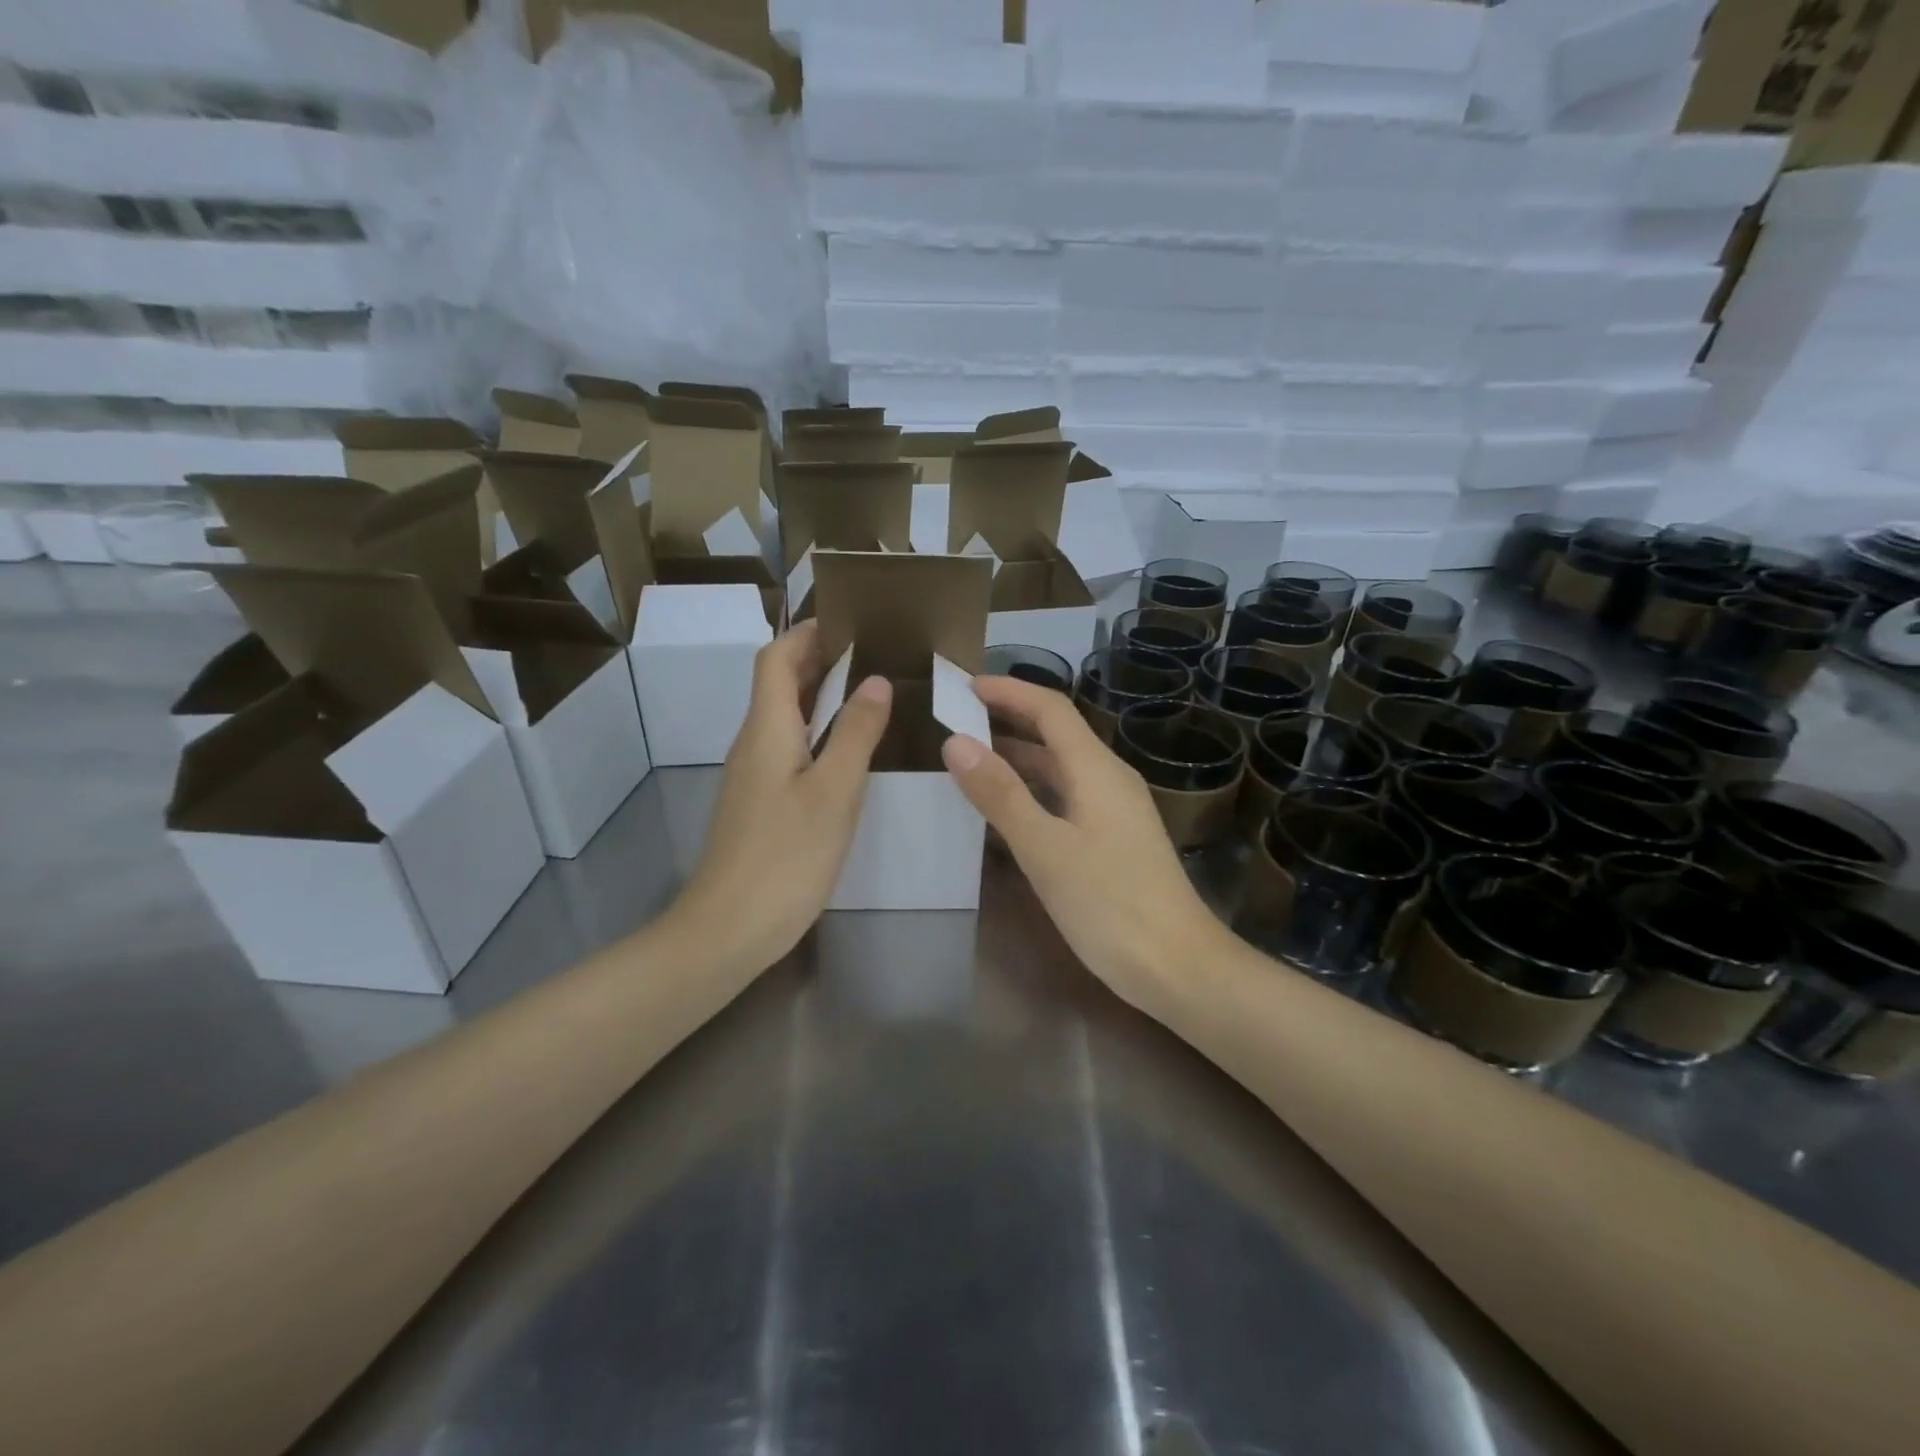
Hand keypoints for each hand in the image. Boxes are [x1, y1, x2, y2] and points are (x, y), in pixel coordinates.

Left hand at [670, 620, 892, 972]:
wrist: (729, 929)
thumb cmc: (785, 855)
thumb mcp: (834, 791)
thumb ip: (855, 733)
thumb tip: (875, 681)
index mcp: (767, 729)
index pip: (776, 658)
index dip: (807, 633)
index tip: (850, 621)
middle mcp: (753, 743)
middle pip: (779, 684)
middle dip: (820, 660)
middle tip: (874, 653)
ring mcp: (753, 775)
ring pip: (785, 718)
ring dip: (821, 697)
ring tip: (872, 693)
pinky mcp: (760, 804)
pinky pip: (789, 749)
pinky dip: (818, 734)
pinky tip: (850, 752)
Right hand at [941, 675, 1227, 1015]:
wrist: (1178, 967)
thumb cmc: (1110, 905)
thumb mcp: (1045, 849)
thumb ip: (1000, 795)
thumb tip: (956, 741)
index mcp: (1096, 770)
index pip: (1050, 709)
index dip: (1008, 691)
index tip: (963, 687)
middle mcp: (1109, 779)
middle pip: (1056, 734)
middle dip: (1008, 719)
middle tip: (956, 721)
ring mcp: (1114, 811)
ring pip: (1060, 768)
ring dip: (1018, 757)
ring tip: (969, 761)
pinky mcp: (1113, 839)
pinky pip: (1066, 797)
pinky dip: (1032, 791)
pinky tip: (1006, 811)